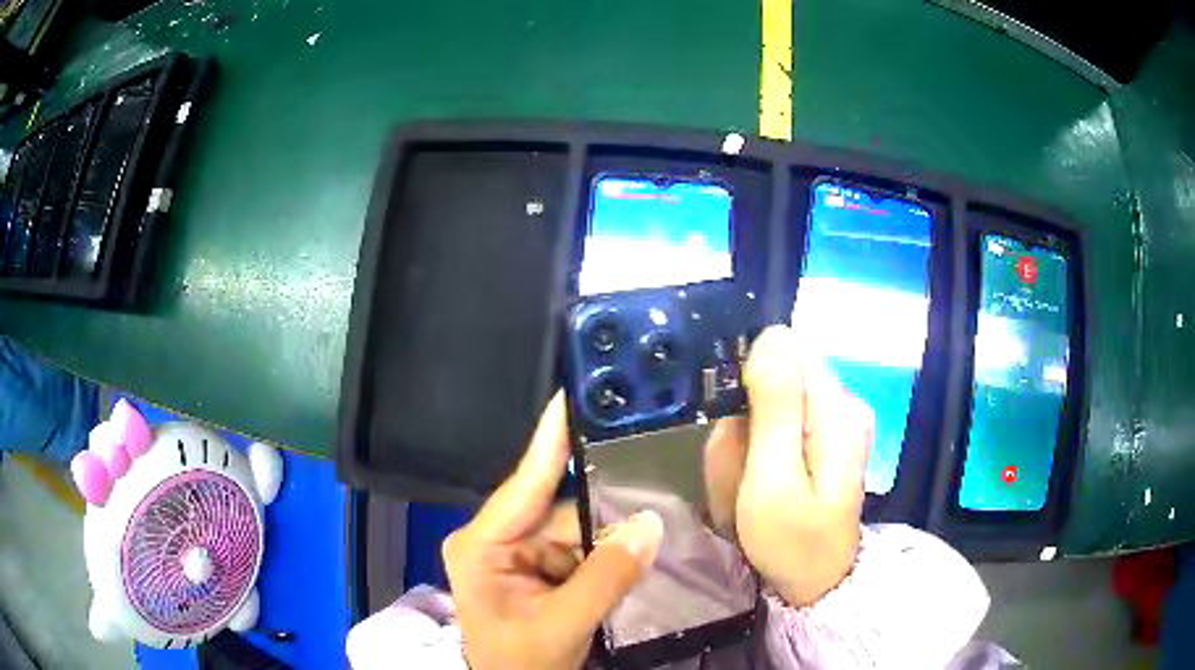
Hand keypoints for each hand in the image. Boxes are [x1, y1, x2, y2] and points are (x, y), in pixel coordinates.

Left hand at [443, 392, 664, 669]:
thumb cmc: (520, 663)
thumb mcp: (561, 625)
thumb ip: (606, 577)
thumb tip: (650, 524)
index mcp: (482, 544)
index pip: (524, 483)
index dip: (550, 439)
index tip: (570, 394)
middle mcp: (497, 539)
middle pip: (559, 509)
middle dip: (603, 505)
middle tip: (651, 472)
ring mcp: (519, 556)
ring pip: (576, 530)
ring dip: (609, 535)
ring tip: (655, 519)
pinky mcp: (539, 571)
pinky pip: (580, 551)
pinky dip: (606, 554)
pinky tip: (635, 550)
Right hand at [704, 325, 873, 606]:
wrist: (816, 582)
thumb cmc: (792, 540)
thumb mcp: (773, 480)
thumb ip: (775, 407)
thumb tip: (772, 334)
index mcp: (838, 409)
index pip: (784, 354)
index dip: (750, 385)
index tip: (738, 432)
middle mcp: (844, 402)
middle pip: (778, 376)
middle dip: (747, 417)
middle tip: (743, 469)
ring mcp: (837, 419)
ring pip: (773, 400)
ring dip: (749, 436)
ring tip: (750, 482)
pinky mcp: (827, 434)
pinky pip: (779, 422)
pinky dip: (760, 447)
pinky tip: (761, 479)